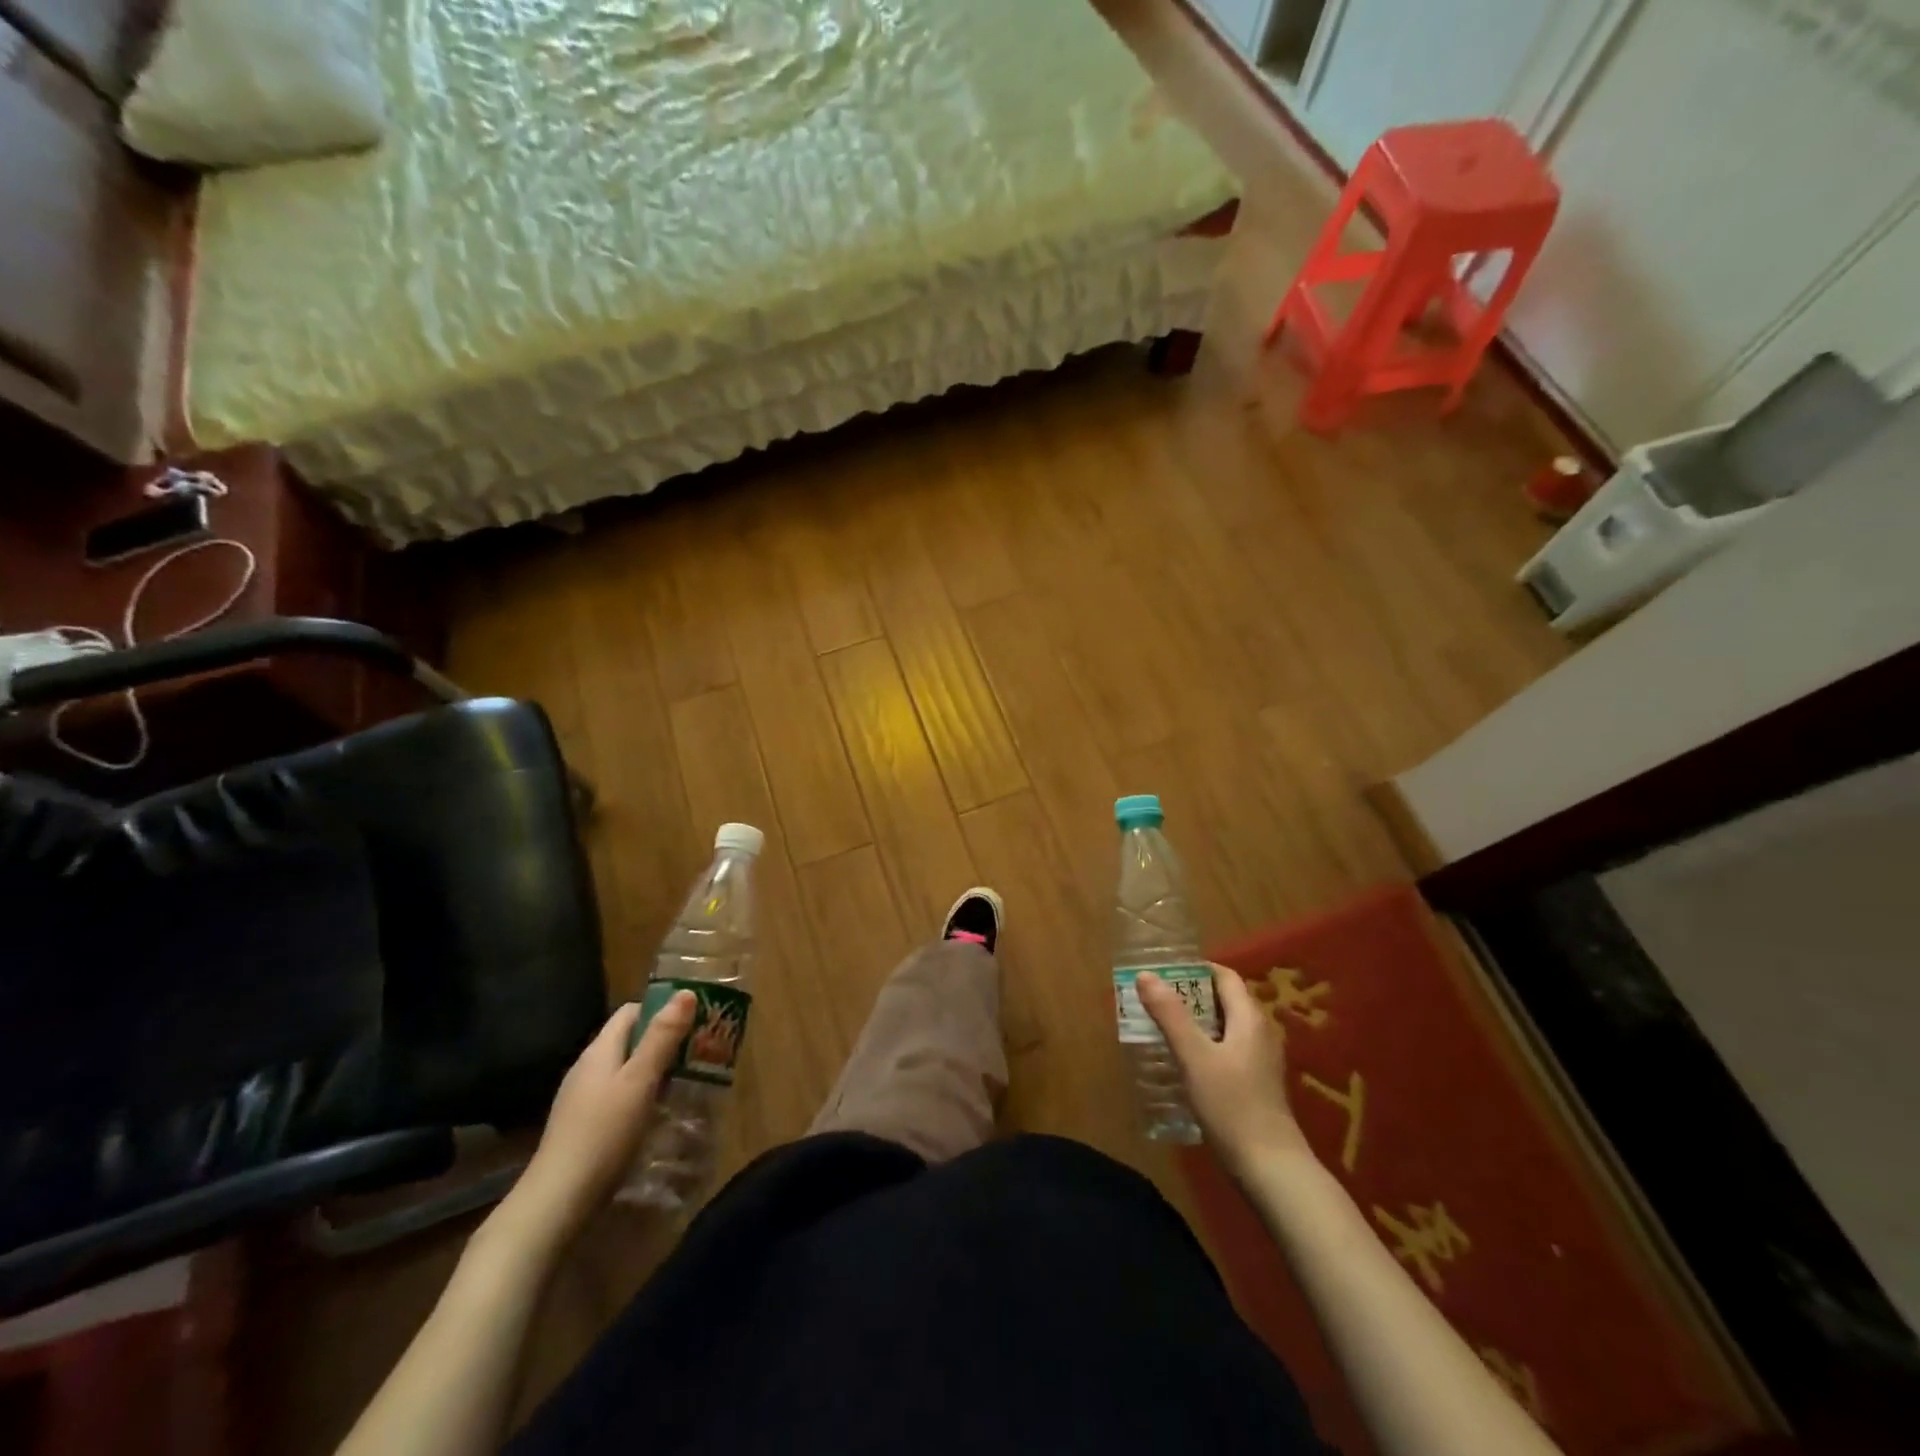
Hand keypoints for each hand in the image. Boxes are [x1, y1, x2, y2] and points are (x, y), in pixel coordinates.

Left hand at [502, 993, 696, 1247]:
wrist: (556, 1202)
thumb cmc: (603, 1134)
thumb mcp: (639, 1081)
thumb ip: (662, 1037)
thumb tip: (686, 992)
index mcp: (599, 1050)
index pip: (631, 1011)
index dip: (662, 1009)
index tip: (694, 1019)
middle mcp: (587, 1068)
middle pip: (630, 1040)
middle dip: (664, 1041)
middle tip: (699, 1051)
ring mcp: (581, 1099)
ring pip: (625, 1070)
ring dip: (655, 1070)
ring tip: (688, 1081)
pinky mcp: (583, 1126)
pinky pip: (618, 1096)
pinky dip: (641, 1095)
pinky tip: (657, 1114)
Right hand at [1138, 964, 1311, 1179]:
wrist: (1271, 1169)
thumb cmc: (1232, 1105)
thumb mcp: (1194, 1056)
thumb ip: (1170, 1014)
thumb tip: (1146, 975)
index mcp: (1250, 1018)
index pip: (1225, 977)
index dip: (1196, 969)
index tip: (1163, 972)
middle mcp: (1260, 1033)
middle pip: (1224, 1001)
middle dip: (1190, 996)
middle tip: (1155, 1000)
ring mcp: (1261, 1061)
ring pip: (1224, 1027)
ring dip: (1195, 1023)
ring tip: (1161, 1028)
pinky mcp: (1257, 1085)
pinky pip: (1227, 1051)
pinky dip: (1205, 1046)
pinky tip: (1182, 1063)